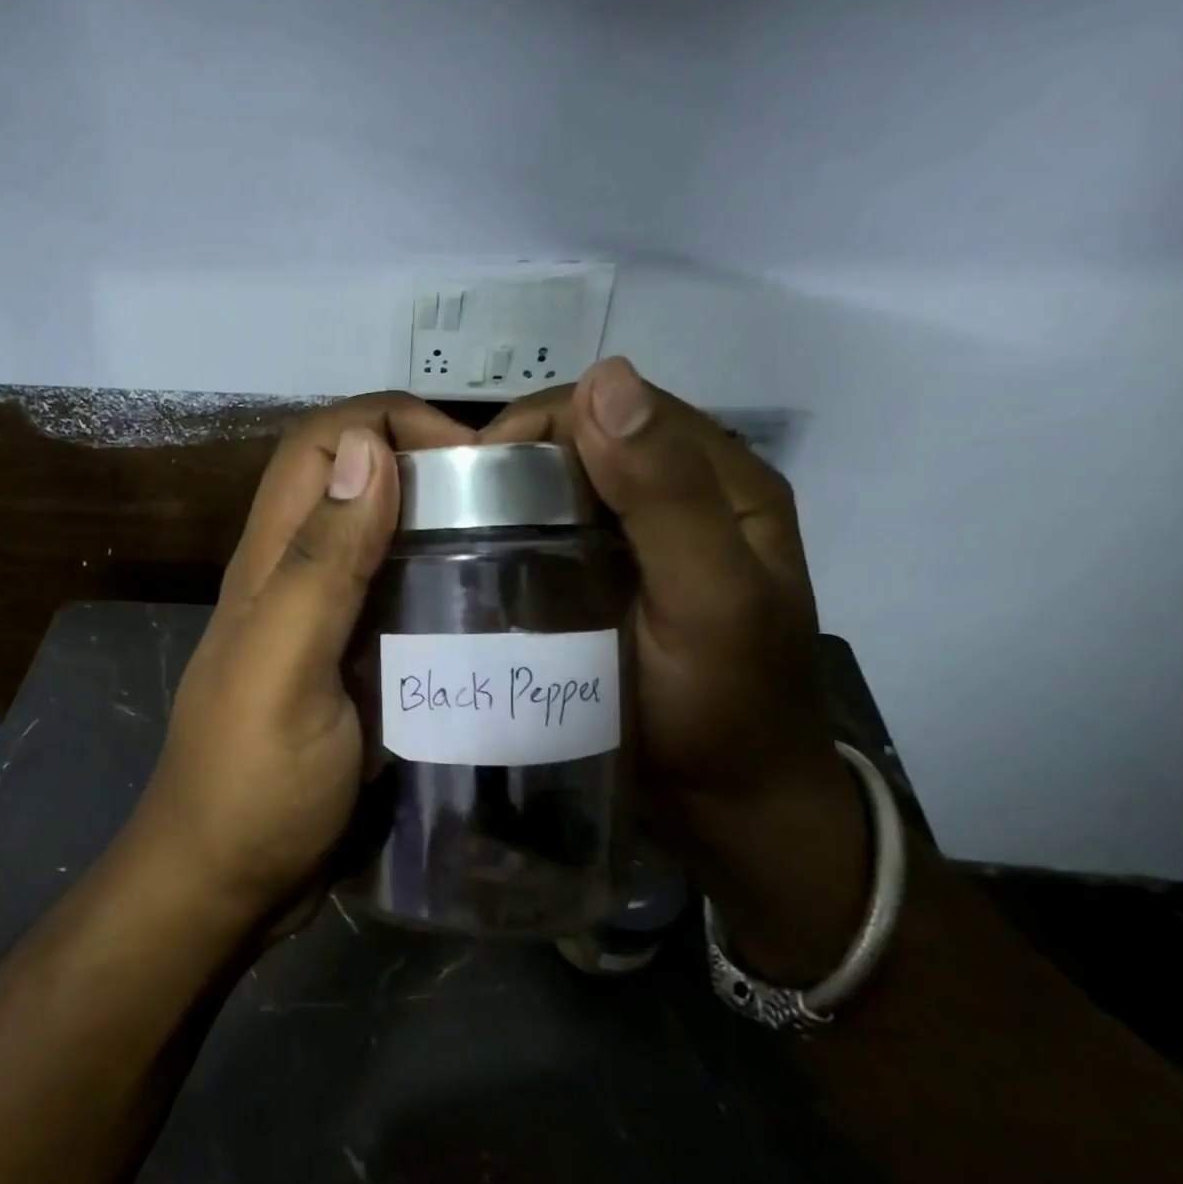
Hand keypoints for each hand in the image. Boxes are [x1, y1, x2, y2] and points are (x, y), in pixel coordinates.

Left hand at [130, 394, 475, 931]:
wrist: (228, 883)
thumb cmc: (253, 785)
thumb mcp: (286, 671)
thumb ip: (321, 564)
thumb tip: (365, 448)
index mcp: (270, 565)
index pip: (320, 445)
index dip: (388, 423)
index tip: (469, 461)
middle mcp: (293, 580)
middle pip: (352, 483)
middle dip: (425, 466)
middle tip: (508, 503)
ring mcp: (322, 628)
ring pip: (379, 543)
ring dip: (437, 527)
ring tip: (512, 548)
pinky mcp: (348, 671)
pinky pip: (395, 605)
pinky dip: (436, 589)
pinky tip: (486, 613)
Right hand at [482, 360, 868, 979]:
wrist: (729, 806)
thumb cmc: (725, 706)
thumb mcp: (708, 598)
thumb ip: (666, 494)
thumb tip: (603, 377)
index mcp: (721, 481)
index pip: (618, 406)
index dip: (543, 424)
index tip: (475, 479)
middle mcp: (681, 497)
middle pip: (585, 442)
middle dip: (515, 463)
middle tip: (454, 516)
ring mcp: (642, 543)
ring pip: (563, 489)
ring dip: (508, 501)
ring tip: (453, 537)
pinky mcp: (609, 583)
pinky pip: (554, 537)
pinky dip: (514, 538)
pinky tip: (479, 565)